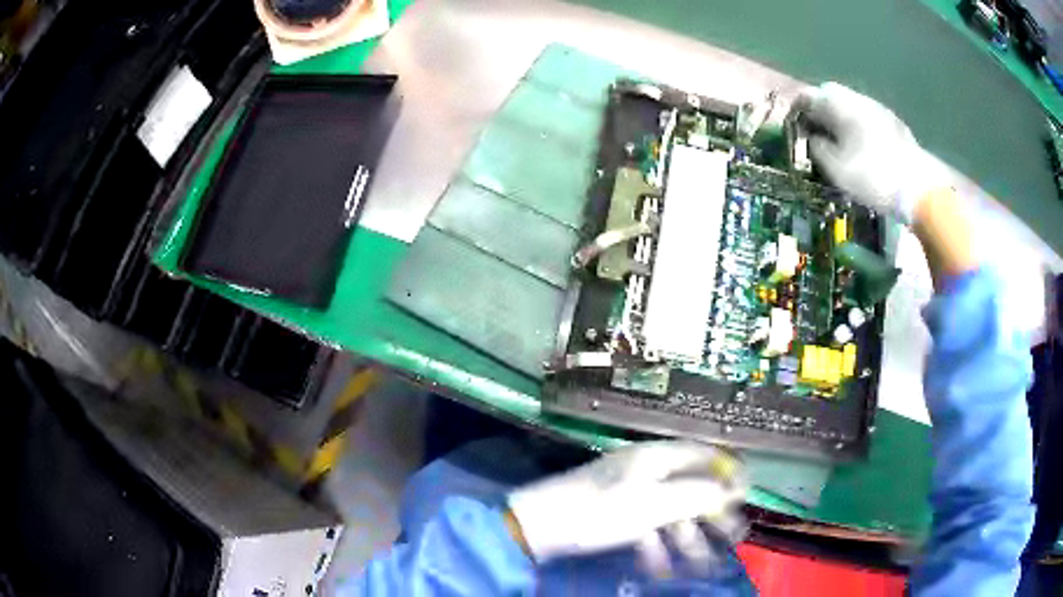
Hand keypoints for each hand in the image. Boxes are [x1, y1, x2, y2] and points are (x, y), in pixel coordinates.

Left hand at [506, 440, 745, 575]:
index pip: (704, 454)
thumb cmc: (599, 513)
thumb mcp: (653, 505)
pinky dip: (657, 546)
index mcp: (656, 457)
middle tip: (735, 537)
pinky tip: (661, 569)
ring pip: (670, 513)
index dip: (728, 471)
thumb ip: (696, 495)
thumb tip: (731, 487)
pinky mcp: (614, 513)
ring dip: (686, 540)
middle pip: (690, 488)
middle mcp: (645, 469)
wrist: (538, 528)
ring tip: (701, 567)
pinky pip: (646, 527)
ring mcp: (629, 492)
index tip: (745, 495)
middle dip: (712, 515)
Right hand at [791, 82, 948, 223]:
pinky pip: (868, 117)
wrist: (920, 190)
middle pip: (831, 96)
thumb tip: (812, 137)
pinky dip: (859, 128)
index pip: (808, 96)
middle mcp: (859, 99)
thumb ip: (817, 148)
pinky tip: (863, 148)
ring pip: (851, 106)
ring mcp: (880, 110)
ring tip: (840, 143)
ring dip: (841, 119)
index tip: (795, 128)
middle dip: (820, 112)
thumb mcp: (836, 169)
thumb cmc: (873, 177)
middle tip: (817, 135)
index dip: (798, 110)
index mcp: (840, 104)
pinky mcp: (895, 124)